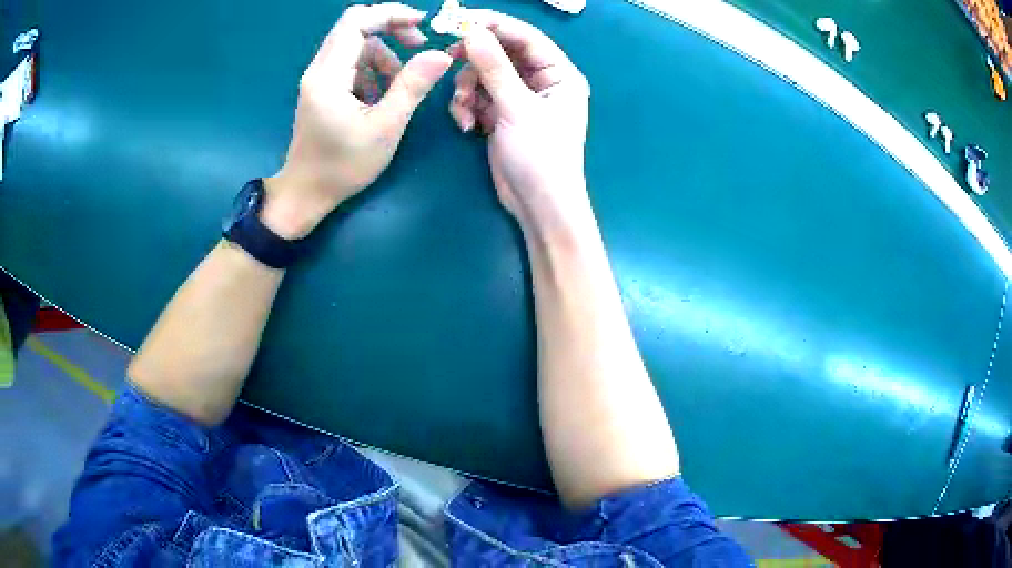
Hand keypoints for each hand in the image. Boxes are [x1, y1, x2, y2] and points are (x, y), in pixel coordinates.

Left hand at [263, 3, 452, 238]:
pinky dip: (372, 69)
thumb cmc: (343, 166)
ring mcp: (318, 79)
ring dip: (384, 53)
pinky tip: (382, 94)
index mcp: (328, 75)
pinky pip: (350, 64)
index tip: (422, 24)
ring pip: (355, 45)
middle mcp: (318, 69)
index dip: (391, 14)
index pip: (357, 21)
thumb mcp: (385, 127)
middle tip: (419, 46)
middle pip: (355, 26)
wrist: (306, 194)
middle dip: (391, 28)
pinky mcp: (321, 89)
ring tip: (401, 82)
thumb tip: (441, 54)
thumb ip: (412, 86)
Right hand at [448, 12, 590, 232]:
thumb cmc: (540, 157)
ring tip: (464, 113)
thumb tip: (473, 31)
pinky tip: (466, 127)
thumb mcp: (518, 109)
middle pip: (501, 53)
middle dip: (475, 60)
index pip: (525, 37)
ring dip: (467, 90)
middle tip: (450, 57)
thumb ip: (495, 68)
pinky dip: (467, 107)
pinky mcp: (501, 115)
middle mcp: (541, 81)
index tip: (461, 19)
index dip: (494, 25)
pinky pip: (477, 97)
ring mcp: (519, 98)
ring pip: (483, 75)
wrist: (538, 206)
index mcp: (559, 74)